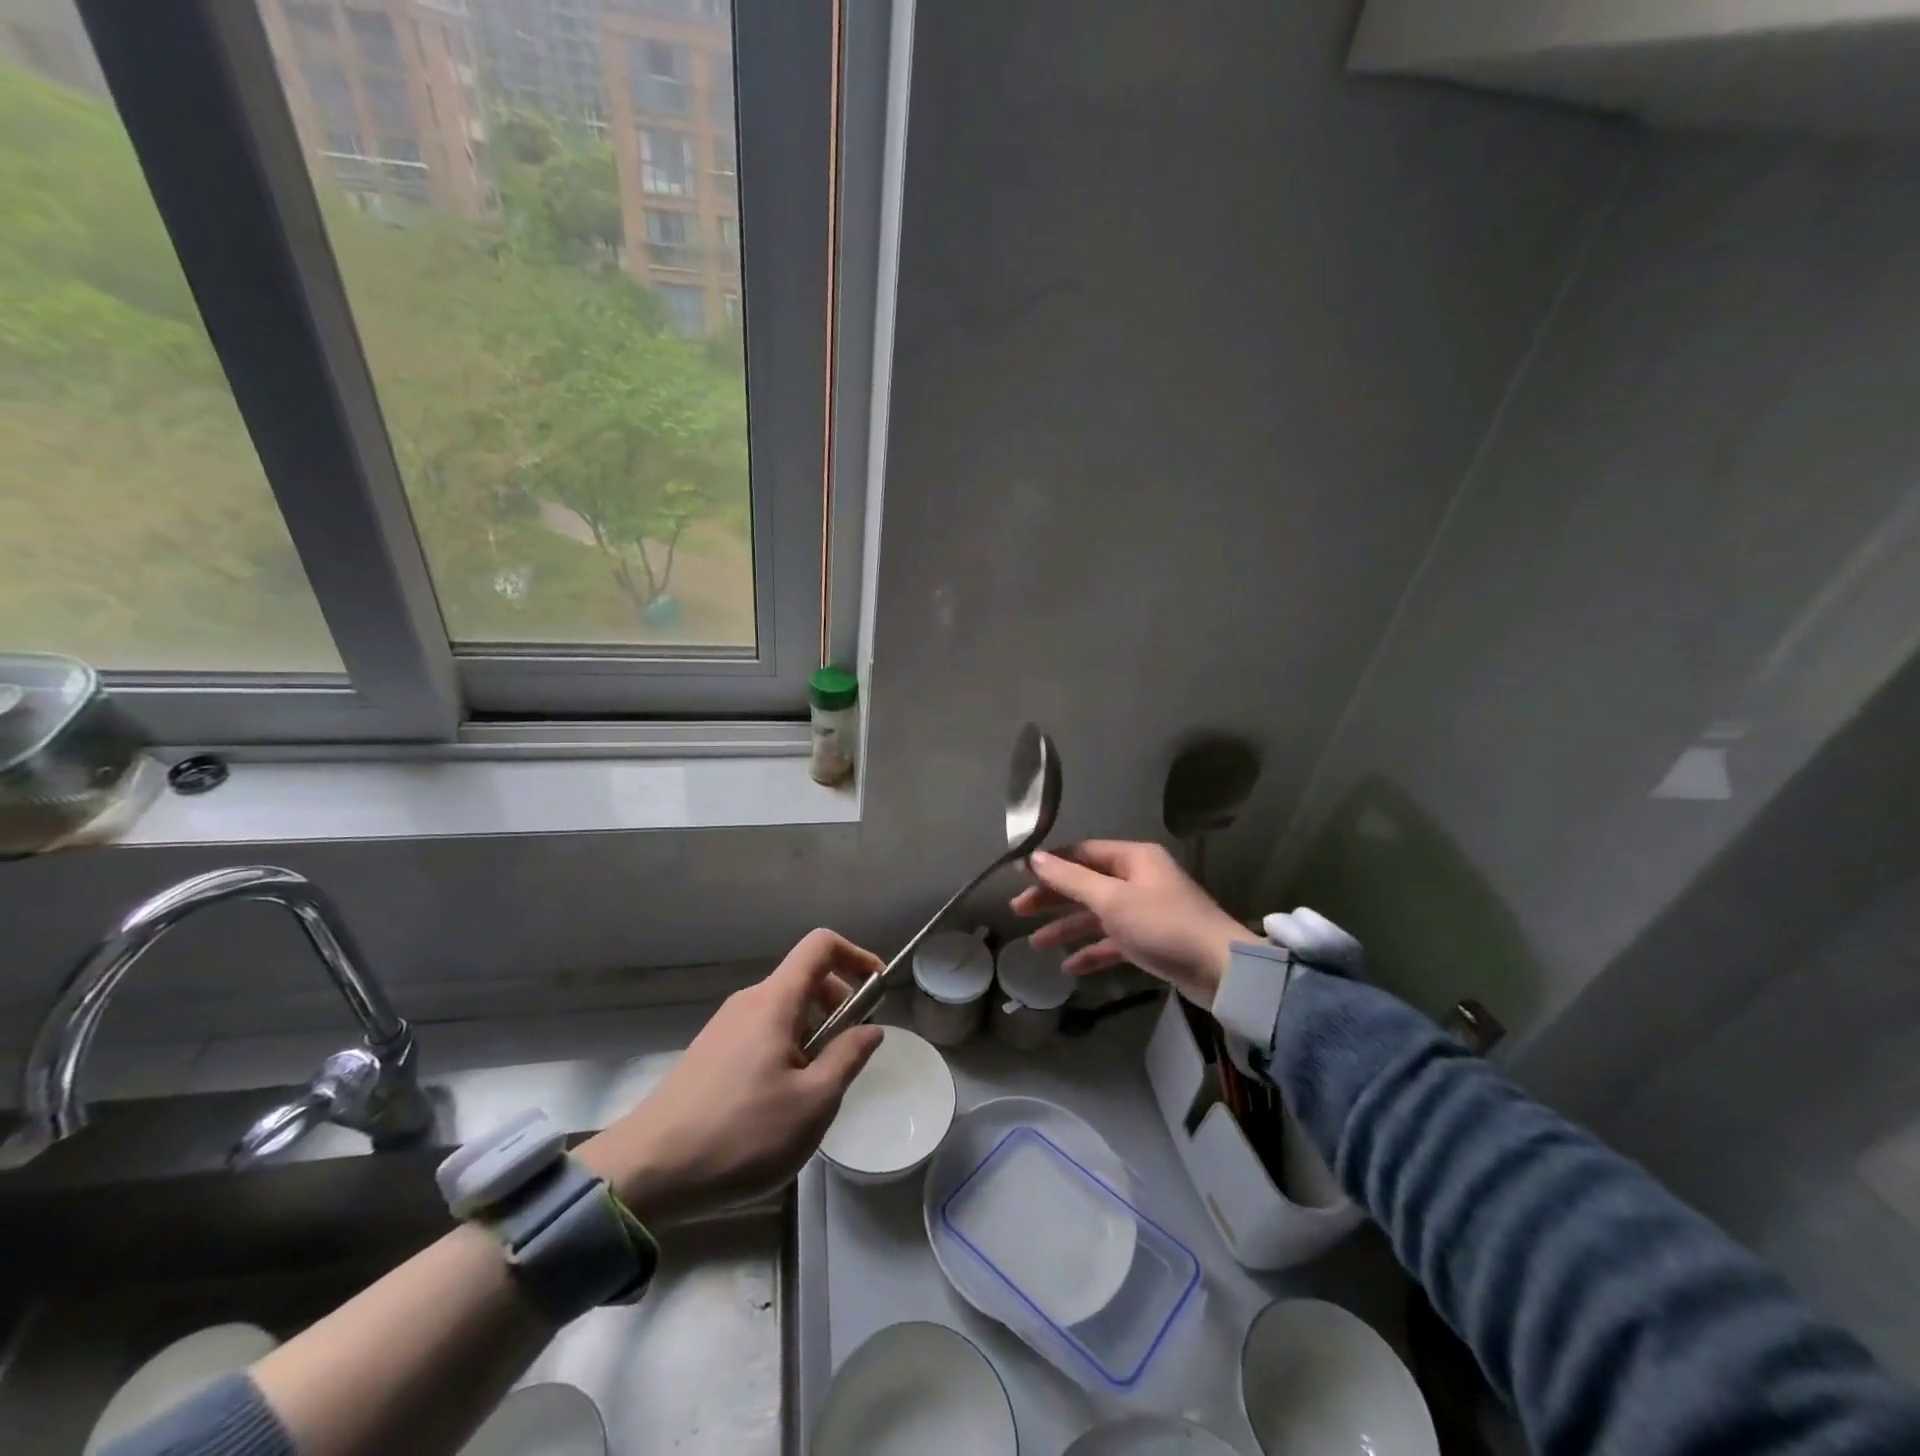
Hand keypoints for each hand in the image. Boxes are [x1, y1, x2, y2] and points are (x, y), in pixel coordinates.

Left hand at [578, 930, 884, 1223]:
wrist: (646, 1172)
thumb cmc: (740, 1134)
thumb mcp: (812, 1103)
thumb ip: (848, 1058)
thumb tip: (871, 1029)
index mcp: (775, 1000)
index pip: (821, 945)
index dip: (857, 956)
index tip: (878, 991)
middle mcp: (749, 1002)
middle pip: (805, 978)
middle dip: (839, 1005)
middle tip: (850, 1055)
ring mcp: (724, 1027)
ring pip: (784, 1010)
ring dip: (814, 1033)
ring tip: (816, 1089)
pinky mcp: (710, 1053)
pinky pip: (762, 1033)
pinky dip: (787, 1049)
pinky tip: (781, 1102)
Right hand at [1010, 840, 1261, 1005]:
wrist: (1221, 971)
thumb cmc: (1163, 925)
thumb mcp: (1111, 899)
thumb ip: (1071, 879)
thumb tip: (1035, 858)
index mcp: (1133, 858)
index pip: (1081, 853)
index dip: (1050, 863)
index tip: (1018, 875)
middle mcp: (1139, 879)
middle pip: (1086, 883)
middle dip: (1053, 897)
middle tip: (1018, 910)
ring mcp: (1146, 911)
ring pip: (1097, 914)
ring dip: (1067, 927)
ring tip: (1035, 944)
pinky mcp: (1152, 941)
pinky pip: (1114, 940)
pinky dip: (1092, 950)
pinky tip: (1070, 968)